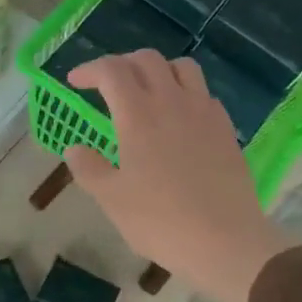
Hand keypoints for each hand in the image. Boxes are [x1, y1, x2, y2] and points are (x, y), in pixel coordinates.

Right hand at [64, 51, 294, 301]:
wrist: (225, 241)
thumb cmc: (161, 220)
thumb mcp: (111, 199)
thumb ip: (88, 168)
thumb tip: (75, 149)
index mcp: (138, 115)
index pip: (112, 70)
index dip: (90, 69)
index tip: (75, 82)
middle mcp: (172, 102)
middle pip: (147, 60)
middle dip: (122, 64)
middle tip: (107, 86)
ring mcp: (204, 113)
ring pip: (182, 68)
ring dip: (158, 70)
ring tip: (146, 92)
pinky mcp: (226, 129)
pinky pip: (204, 94)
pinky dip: (185, 93)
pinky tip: (179, 119)